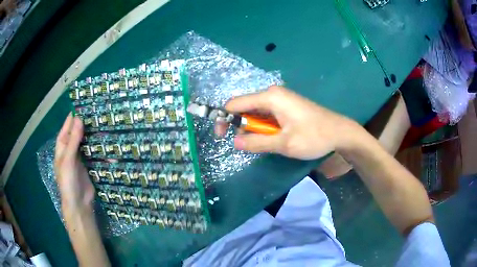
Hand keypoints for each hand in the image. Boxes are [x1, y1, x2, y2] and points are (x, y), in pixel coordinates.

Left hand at [55, 113, 94, 212]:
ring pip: (85, 142)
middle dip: (84, 125)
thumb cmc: (68, 181)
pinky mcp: (89, 165)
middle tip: (95, 113)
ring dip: (92, 135)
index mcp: (62, 148)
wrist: (79, 204)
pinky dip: (98, 147)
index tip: (81, 106)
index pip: (66, 129)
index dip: (72, 118)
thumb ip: (73, 140)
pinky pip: (93, 153)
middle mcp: (70, 151)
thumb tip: (79, 118)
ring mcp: (80, 158)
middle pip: (76, 134)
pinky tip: (105, 142)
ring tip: (102, 123)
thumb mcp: (68, 160)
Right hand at [219, 86, 362, 159]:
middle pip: (245, 106)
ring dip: (253, 127)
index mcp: (270, 97)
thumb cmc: (314, 136)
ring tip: (263, 142)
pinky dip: (263, 126)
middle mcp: (273, 94)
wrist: (339, 132)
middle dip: (239, 124)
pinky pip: (266, 114)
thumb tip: (235, 142)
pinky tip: (271, 137)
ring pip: (255, 111)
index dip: (224, 118)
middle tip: (245, 143)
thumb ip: (257, 142)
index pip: (235, 103)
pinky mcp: (286, 106)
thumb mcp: (284, 144)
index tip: (222, 136)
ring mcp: (281, 99)